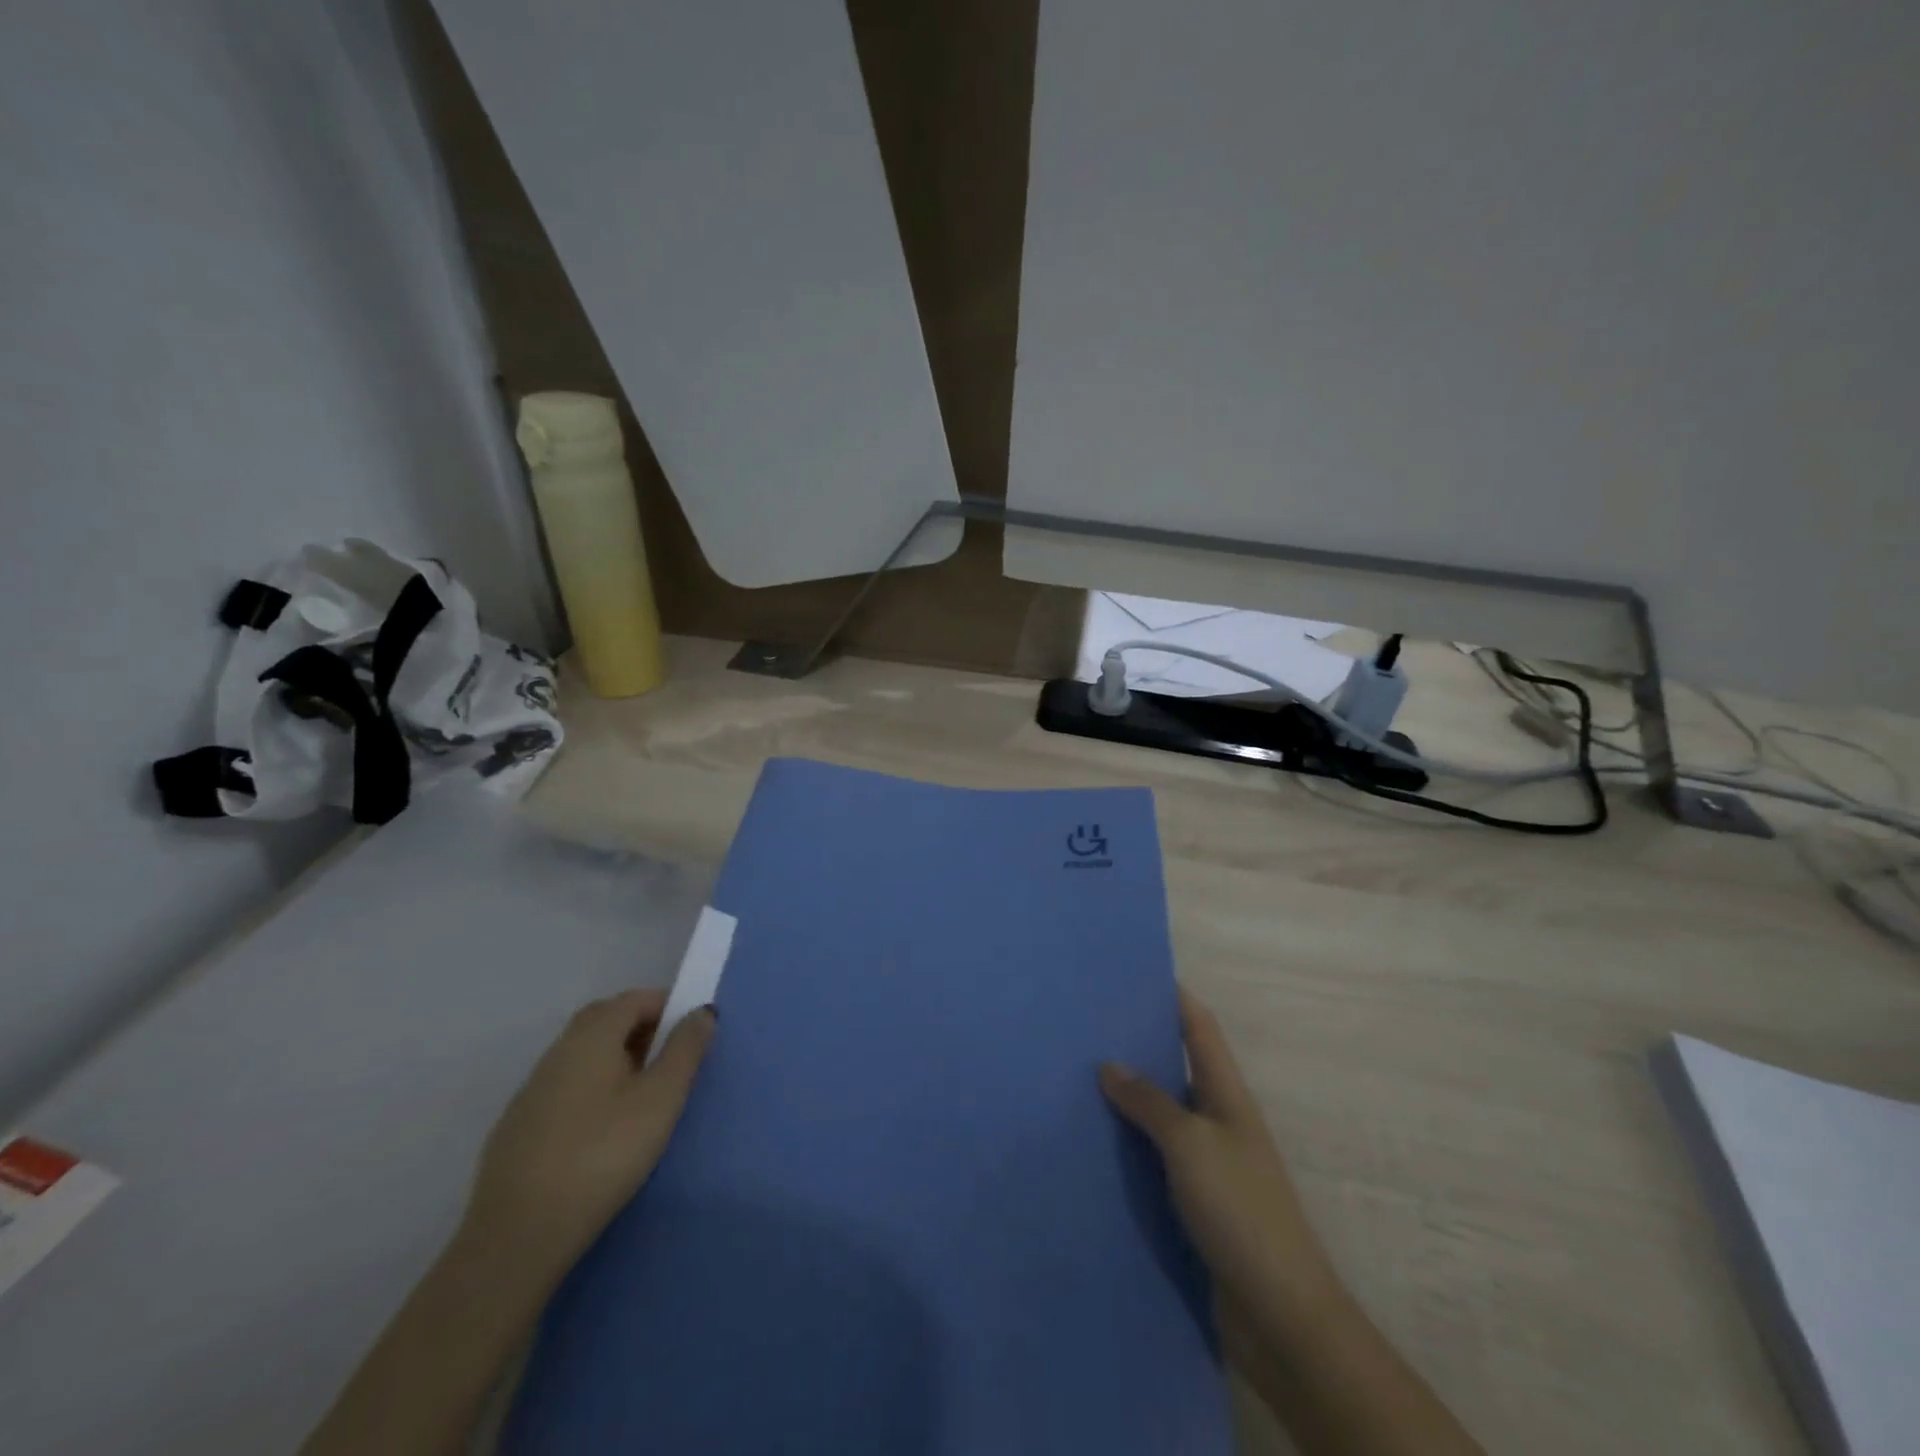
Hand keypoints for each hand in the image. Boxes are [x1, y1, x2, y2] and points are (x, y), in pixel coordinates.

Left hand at [463, 990, 715, 1279]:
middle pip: (604, 1021)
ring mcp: (531, 1091)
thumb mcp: (661, 1099)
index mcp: (591, 1036)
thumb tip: (702, 1011)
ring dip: (615, 1059)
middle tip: (671, 1059)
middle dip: (641, 1028)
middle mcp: (557, 1052)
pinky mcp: (517, 1128)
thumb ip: (685, 1049)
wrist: (518, 1236)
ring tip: (643, 1095)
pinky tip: (601, 1129)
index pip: (633, 999)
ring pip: (582, 1055)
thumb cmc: (603, 1154)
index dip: (666, 1005)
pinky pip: (564, 1088)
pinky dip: (591, 1089)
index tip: (691, 1032)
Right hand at [1100, 991, 1336, 1318]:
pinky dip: (1125, 1147)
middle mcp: (1217, 1121)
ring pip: (1159, 1117)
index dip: (1175, 996)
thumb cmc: (1240, 1210)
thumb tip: (1110, 1065)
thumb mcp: (1191, 1144)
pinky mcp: (1191, 1203)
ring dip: (1125, 1100)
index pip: (1200, 1028)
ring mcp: (1205, 1164)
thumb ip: (1149, 1102)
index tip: (1136, 972)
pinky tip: (1089, 1143)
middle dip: (1137, 1045)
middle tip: (1086, 1027)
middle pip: (1175, 1068)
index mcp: (1227, 1095)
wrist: (1278, 1314)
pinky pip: (1152, 1160)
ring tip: (1074, 1079)